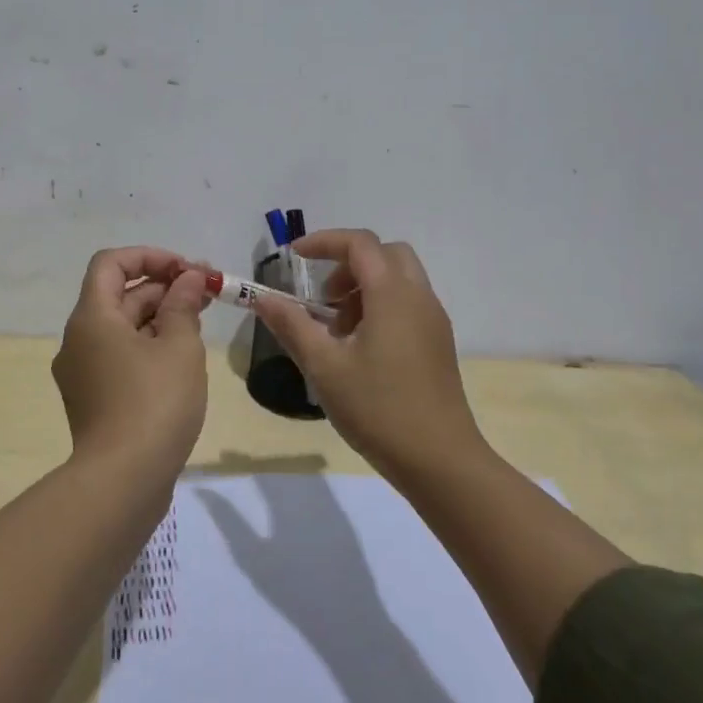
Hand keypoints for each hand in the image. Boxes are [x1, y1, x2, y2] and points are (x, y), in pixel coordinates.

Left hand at [52, 246, 211, 468]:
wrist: (123, 481)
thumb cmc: (154, 402)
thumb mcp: (179, 346)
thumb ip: (184, 305)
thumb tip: (188, 279)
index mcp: (92, 318)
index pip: (111, 263)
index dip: (150, 256)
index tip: (187, 271)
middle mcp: (78, 339)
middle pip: (119, 295)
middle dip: (164, 287)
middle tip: (208, 293)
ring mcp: (83, 372)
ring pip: (122, 328)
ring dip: (160, 316)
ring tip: (201, 321)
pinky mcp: (94, 399)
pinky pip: (120, 357)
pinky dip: (149, 346)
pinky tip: (182, 357)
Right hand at [253, 230, 483, 483]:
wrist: (439, 460)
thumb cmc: (378, 409)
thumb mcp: (324, 367)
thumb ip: (292, 326)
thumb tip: (263, 298)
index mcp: (393, 294)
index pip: (359, 244)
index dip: (324, 242)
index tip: (294, 257)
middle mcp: (419, 297)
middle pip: (385, 254)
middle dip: (348, 264)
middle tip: (322, 298)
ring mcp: (433, 320)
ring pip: (398, 279)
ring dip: (364, 287)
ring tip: (337, 331)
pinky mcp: (438, 343)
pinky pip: (408, 303)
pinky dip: (380, 306)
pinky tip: (360, 349)